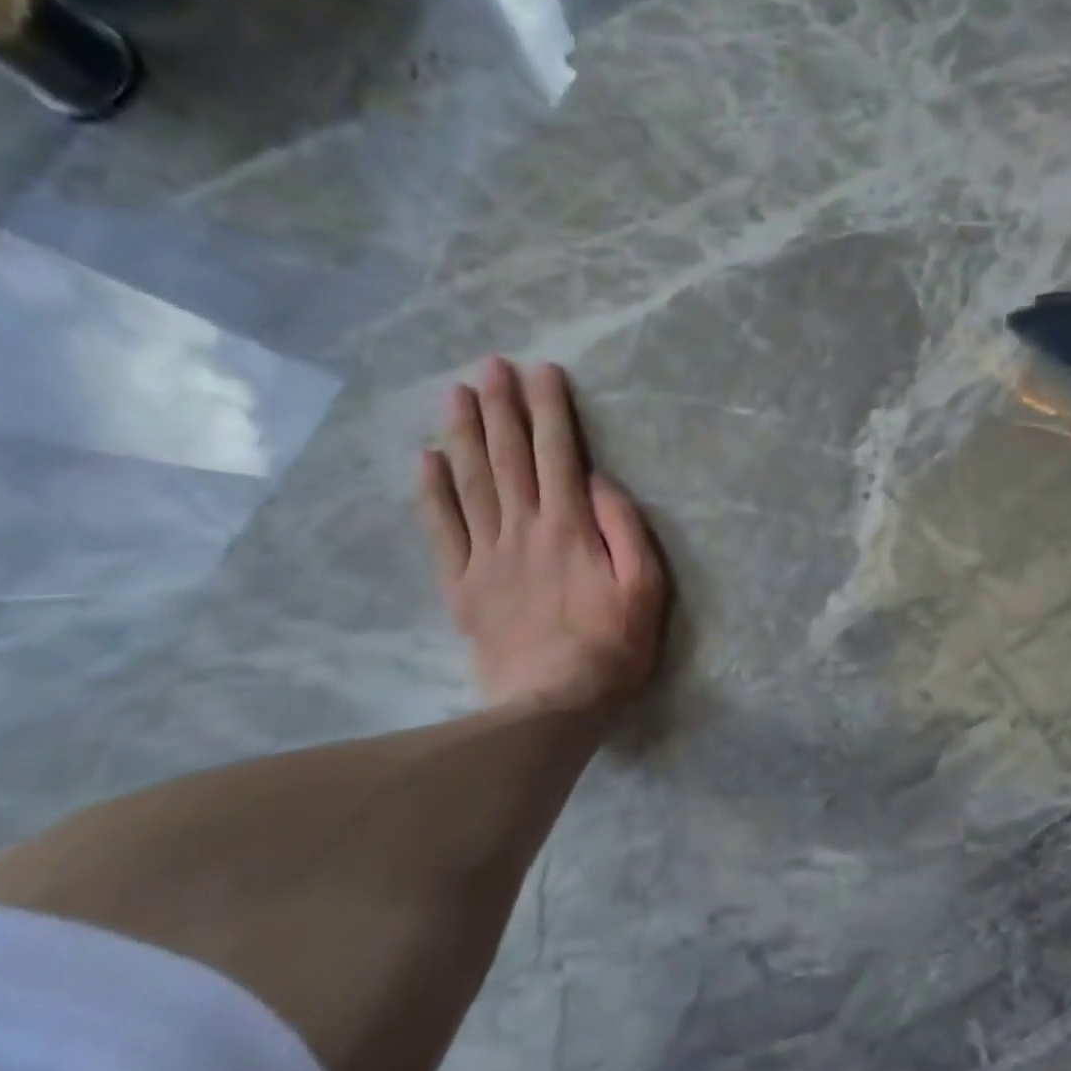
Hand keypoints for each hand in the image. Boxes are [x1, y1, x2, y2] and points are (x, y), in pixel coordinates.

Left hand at [418, 357, 667, 719]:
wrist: (552, 706)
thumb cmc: (612, 646)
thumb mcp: (645, 586)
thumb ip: (624, 527)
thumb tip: (596, 480)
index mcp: (570, 527)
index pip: (558, 453)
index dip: (549, 409)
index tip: (540, 372)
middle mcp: (524, 529)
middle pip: (509, 457)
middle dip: (501, 407)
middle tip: (490, 365)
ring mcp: (487, 556)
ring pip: (472, 483)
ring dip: (465, 435)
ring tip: (456, 394)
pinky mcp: (463, 585)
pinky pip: (442, 531)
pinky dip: (432, 492)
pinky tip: (425, 460)